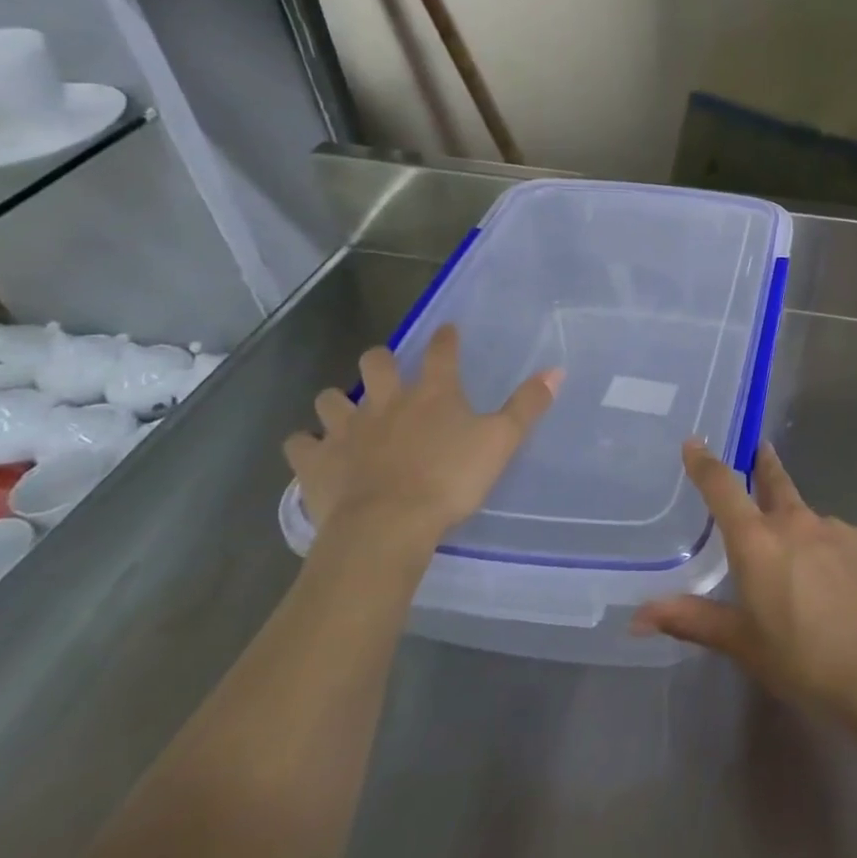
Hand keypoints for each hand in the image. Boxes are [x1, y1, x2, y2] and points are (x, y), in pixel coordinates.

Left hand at [283, 324, 560, 545]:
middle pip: (376, 363)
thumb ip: (527, 405)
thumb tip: (557, 370)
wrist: (387, 526)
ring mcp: (347, 429)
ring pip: (332, 399)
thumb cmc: (450, 480)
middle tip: (388, 370)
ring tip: (346, 411)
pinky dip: (305, 445)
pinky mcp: (316, 462)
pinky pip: (299, 445)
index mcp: (433, 393)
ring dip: (338, 401)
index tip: (447, 331)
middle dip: (381, 360)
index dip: (446, 338)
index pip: (441, 352)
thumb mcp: (502, 442)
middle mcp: (387, 401)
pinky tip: (313, 451)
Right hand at [632, 440, 856, 726]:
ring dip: (800, 533)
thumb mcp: (742, 643)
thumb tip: (637, 617)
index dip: (705, 463)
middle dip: (764, 466)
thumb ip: (691, 620)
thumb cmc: (801, 659)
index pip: (722, 488)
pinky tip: (839, 588)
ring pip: (809, 521)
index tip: (694, 442)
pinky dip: (831, 554)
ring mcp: (835, 527)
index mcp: (757, 541)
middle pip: (774, 482)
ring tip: (806, 575)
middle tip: (760, 451)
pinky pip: (839, 540)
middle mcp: (795, 521)